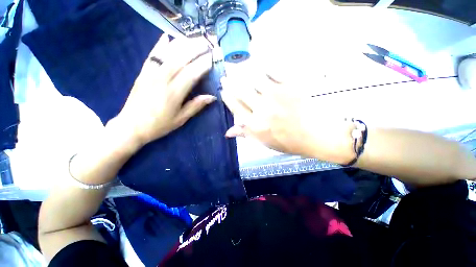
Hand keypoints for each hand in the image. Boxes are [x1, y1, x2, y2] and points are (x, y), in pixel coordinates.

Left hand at [112, 35, 215, 146]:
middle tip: (206, 43)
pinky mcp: (143, 73)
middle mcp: (162, 80)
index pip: (191, 74)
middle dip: (195, 49)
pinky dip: (159, 45)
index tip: (212, 59)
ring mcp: (150, 74)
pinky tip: (166, 36)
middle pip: (180, 59)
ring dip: (181, 44)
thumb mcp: (181, 119)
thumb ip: (196, 106)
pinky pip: (152, 55)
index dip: (202, 65)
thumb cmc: (159, 125)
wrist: (131, 126)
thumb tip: (212, 97)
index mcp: (173, 94)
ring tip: (193, 39)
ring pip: (167, 54)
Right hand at [220, 73, 354, 162]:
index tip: (223, 90)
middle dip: (230, 82)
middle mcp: (262, 110)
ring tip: (238, 67)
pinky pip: (273, 71)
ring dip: (243, 71)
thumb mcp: (264, 142)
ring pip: (254, 78)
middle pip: (241, 91)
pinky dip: (264, 64)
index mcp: (255, 125)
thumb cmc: (288, 142)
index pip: (235, 107)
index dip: (227, 97)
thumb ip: (245, 134)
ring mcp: (276, 96)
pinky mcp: (290, 87)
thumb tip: (227, 132)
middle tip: (225, 75)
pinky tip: (258, 60)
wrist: (315, 136)